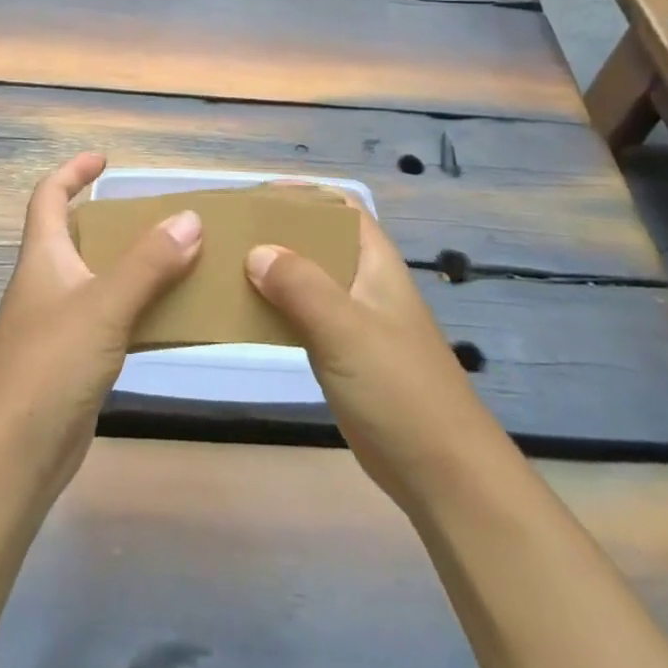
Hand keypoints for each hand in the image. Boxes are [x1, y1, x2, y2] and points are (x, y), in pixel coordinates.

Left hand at [0, 152, 203, 497]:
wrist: (12, 455)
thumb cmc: (50, 365)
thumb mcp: (104, 305)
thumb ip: (148, 263)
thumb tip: (190, 218)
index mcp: (43, 257)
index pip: (49, 197)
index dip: (72, 172)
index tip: (105, 160)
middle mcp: (48, 284)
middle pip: (78, 237)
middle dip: (115, 222)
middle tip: (161, 218)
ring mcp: (58, 326)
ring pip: (99, 280)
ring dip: (133, 268)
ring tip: (180, 261)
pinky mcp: (72, 363)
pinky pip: (110, 321)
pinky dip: (137, 311)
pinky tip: (169, 318)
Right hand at [245, 199, 504, 515]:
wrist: (442, 473)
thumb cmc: (398, 389)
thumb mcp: (345, 329)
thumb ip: (300, 285)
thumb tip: (255, 251)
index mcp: (375, 263)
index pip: (341, 206)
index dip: (304, 194)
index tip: (256, 197)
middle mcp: (364, 283)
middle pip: (319, 240)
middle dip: (278, 231)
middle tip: (230, 232)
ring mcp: (354, 321)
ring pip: (307, 280)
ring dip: (272, 271)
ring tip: (225, 267)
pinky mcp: (342, 356)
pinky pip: (302, 317)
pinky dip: (275, 309)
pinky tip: (244, 314)